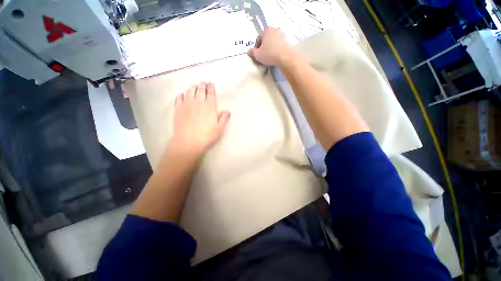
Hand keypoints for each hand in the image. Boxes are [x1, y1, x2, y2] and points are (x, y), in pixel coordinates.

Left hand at [168, 82, 229, 159]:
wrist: (188, 141)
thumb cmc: (206, 135)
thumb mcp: (219, 128)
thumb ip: (224, 118)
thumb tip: (227, 111)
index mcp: (209, 106)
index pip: (211, 94)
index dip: (211, 87)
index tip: (211, 83)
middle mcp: (198, 102)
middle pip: (200, 90)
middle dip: (202, 85)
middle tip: (203, 82)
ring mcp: (187, 105)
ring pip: (189, 92)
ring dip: (192, 87)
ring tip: (194, 86)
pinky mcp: (178, 109)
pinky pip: (179, 98)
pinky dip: (181, 95)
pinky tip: (182, 94)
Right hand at [247, 27, 294, 66]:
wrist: (286, 57)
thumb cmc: (270, 54)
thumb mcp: (258, 55)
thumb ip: (252, 52)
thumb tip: (248, 51)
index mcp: (267, 30)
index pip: (259, 38)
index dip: (256, 47)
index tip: (257, 54)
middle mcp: (275, 29)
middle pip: (267, 39)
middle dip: (265, 46)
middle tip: (264, 55)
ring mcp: (283, 35)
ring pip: (274, 41)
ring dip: (272, 47)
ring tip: (271, 56)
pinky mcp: (288, 41)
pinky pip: (280, 45)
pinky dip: (278, 49)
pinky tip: (277, 56)